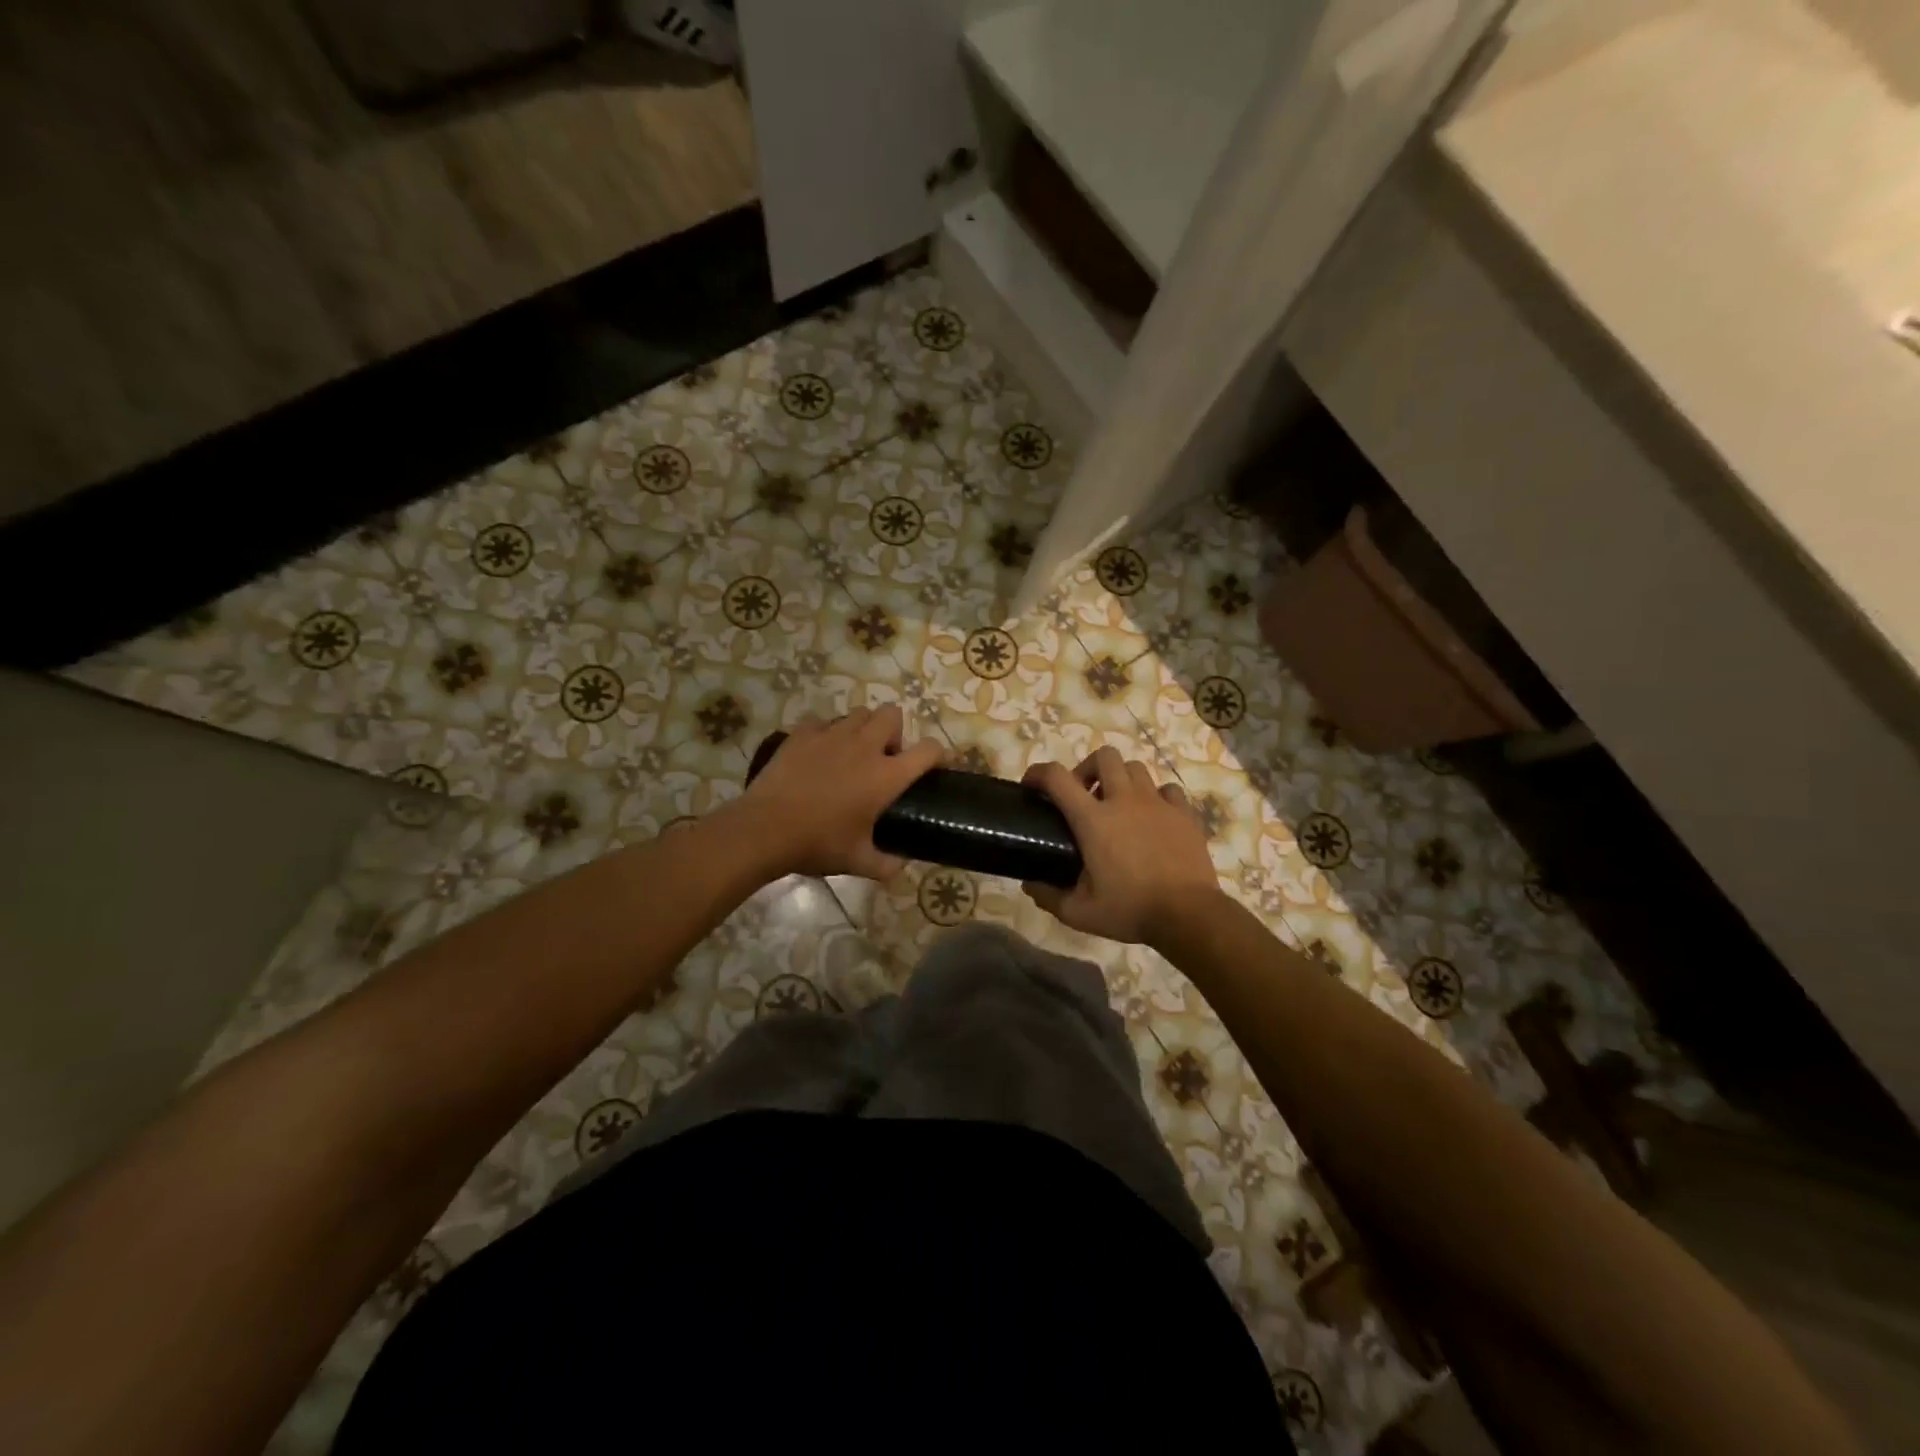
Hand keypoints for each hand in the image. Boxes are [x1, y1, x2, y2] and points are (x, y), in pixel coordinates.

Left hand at [738, 706, 944, 880]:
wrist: (765, 829)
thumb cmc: (817, 844)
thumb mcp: (857, 861)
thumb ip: (886, 865)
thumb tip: (901, 867)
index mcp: (886, 776)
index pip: (928, 750)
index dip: (937, 754)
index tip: (934, 765)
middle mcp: (865, 746)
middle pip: (893, 714)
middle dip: (894, 731)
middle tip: (882, 758)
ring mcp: (832, 735)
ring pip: (859, 713)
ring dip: (862, 728)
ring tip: (851, 753)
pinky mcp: (802, 733)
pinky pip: (823, 721)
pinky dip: (826, 733)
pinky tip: (818, 753)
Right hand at [1022, 749, 1221, 944]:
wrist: (1188, 915)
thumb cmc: (1130, 910)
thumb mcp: (1079, 913)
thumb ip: (1049, 897)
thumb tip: (1030, 885)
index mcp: (1093, 820)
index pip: (1057, 778)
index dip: (1038, 773)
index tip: (1031, 785)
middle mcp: (1124, 800)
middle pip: (1104, 756)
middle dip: (1088, 768)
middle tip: (1084, 794)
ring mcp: (1157, 803)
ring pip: (1136, 768)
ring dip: (1121, 779)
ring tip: (1118, 804)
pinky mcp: (1184, 813)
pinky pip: (1168, 789)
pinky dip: (1156, 796)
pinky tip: (1153, 816)